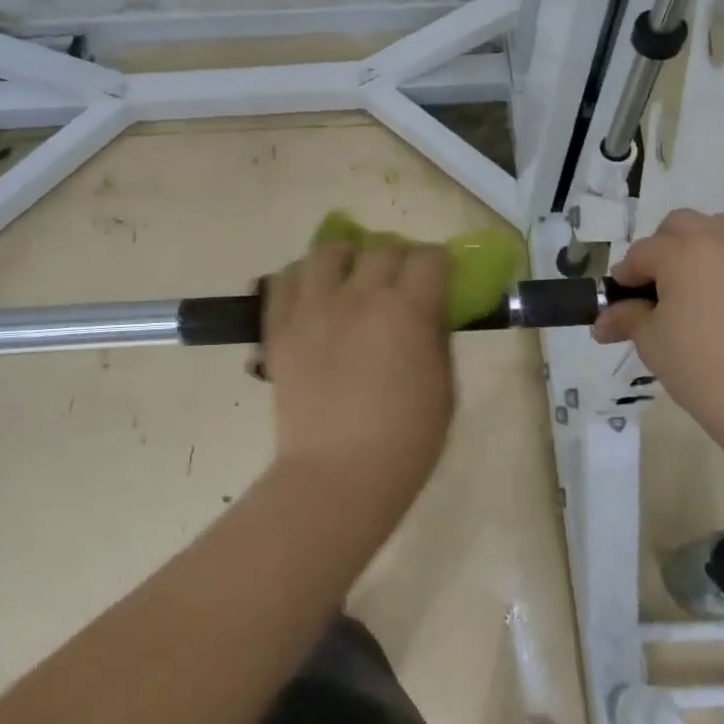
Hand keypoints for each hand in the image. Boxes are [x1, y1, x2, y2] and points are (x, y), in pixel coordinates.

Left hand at [261, 239, 454, 512]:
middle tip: (400, 283)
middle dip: (399, 258)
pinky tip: (313, 295)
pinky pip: (284, 279)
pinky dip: (302, 277)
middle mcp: (360, 296)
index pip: (430, 258)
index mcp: (407, 310)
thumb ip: (436, 337)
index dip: (439, 263)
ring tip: (351, 277)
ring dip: (348, 257)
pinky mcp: (280, 326)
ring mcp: (314, 307)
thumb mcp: (444, 387)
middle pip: (383, 247)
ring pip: (328, 251)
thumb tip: (429, 309)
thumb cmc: (405, 441)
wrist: (337, 476)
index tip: (439, 278)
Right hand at [592, 210, 723, 429]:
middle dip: (665, 248)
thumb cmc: (704, 373)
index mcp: (684, 253)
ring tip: (705, 292)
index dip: (626, 275)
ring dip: (707, 252)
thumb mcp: (652, 345)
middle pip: (683, 225)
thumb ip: (627, 318)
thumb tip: (603, 320)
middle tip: (663, 286)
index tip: (624, 299)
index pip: (642, 252)